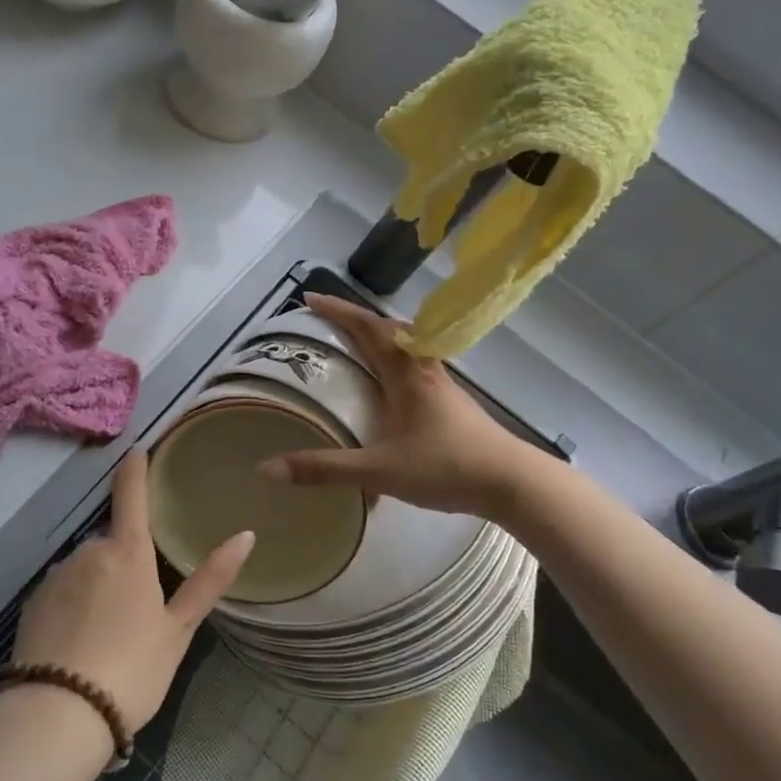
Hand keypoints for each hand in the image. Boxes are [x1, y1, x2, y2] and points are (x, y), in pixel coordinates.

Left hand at [11, 451, 253, 732]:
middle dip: (125, 562)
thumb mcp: (178, 630)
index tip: (137, 450)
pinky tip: (81, 644)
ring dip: (99, 585)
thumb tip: (246, 535)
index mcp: (128, 553)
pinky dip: (75, 606)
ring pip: (87, 568)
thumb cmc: (132, 669)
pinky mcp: (33, 604)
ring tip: (110, 637)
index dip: (135, 470)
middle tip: (139, 612)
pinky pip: (63, 592)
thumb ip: (210, 580)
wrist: (58, 715)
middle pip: (113, 544)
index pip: (132, 495)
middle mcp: (89, 552)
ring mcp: (56, 577)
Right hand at [259, 293, 531, 518]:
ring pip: (405, 346)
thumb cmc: (446, 467)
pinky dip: (393, 358)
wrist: (512, 482)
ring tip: (354, 342)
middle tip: (325, 319)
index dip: (337, 311)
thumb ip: (326, 469)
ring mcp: (440, 384)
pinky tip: (388, 383)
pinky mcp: (450, 402)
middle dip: (354, 318)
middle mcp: (423, 370)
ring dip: (377, 336)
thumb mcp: (379, 470)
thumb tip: (268, 468)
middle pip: (387, 330)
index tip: (309, 298)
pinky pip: (414, 365)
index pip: (367, 328)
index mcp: (405, 374)